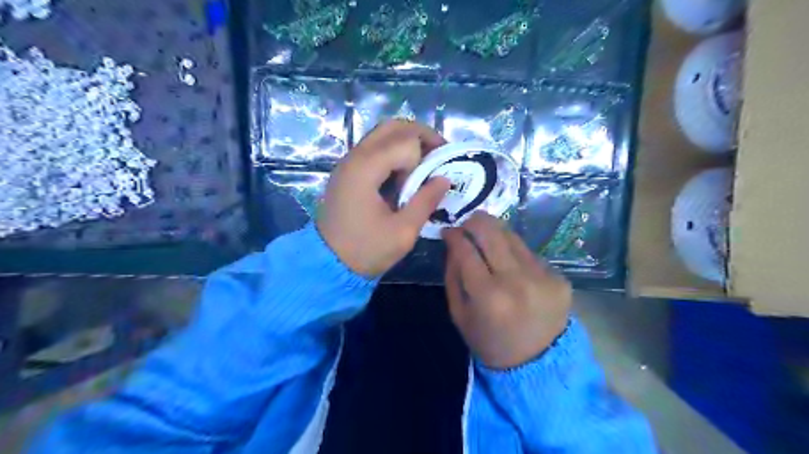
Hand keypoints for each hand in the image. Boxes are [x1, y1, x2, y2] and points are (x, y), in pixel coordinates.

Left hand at [320, 120, 451, 276]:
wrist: (327, 263)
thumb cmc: (366, 250)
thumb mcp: (403, 231)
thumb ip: (425, 201)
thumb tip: (444, 179)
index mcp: (366, 169)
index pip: (406, 141)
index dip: (428, 155)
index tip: (440, 174)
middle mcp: (355, 157)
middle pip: (393, 126)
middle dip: (421, 135)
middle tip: (439, 155)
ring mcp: (348, 162)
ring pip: (382, 134)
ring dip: (407, 141)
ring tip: (424, 163)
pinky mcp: (347, 171)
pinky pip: (374, 148)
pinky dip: (393, 151)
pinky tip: (404, 172)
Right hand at [445, 211, 570, 367]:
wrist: (537, 364)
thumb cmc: (489, 341)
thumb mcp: (459, 314)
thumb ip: (453, 275)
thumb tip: (453, 242)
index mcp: (488, 296)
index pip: (466, 250)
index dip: (454, 235)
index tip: (448, 231)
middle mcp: (517, 281)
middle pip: (492, 232)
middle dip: (475, 221)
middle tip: (468, 224)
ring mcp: (542, 277)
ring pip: (513, 237)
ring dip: (496, 234)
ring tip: (488, 240)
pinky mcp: (559, 278)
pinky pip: (529, 254)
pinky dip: (515, 254)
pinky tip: (512, 266)